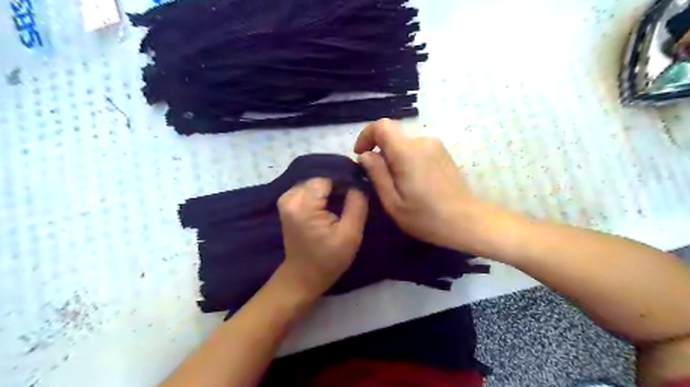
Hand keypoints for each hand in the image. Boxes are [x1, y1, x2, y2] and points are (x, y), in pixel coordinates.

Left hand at [276, 177, 368, 295]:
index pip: (327, 177)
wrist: (303, 276)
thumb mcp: (350, 235)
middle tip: (353, 194)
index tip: (358, 188)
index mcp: (304, 206)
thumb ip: (357, 204)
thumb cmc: (328, 260)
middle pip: (319, 177)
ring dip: (330, 187)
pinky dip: (321, 192)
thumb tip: (359, 182)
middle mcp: (290, 197)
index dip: (344, 179)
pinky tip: (331, 202)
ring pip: (314, 181)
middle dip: (337, 183)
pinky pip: (308, 188)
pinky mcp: (287, 203)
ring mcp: (286, 199)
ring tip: (344, 199)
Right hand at [353, 117, 486, 251]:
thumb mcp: (393, 202)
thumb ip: (377, 174)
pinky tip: (414, 183)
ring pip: (404, 144)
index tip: (361, 155)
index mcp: (407, 152)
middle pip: (393, 136)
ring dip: (395, 159)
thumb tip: (365, 155)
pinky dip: (408, 160)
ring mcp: (436, 146)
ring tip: (399, 186)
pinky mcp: (443, 153)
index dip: (366, 136)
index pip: (381, 126)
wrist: (467, 221)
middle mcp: (422, 141)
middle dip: (381, 153)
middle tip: (381, 181)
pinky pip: (417, 150)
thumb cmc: (426, 217)